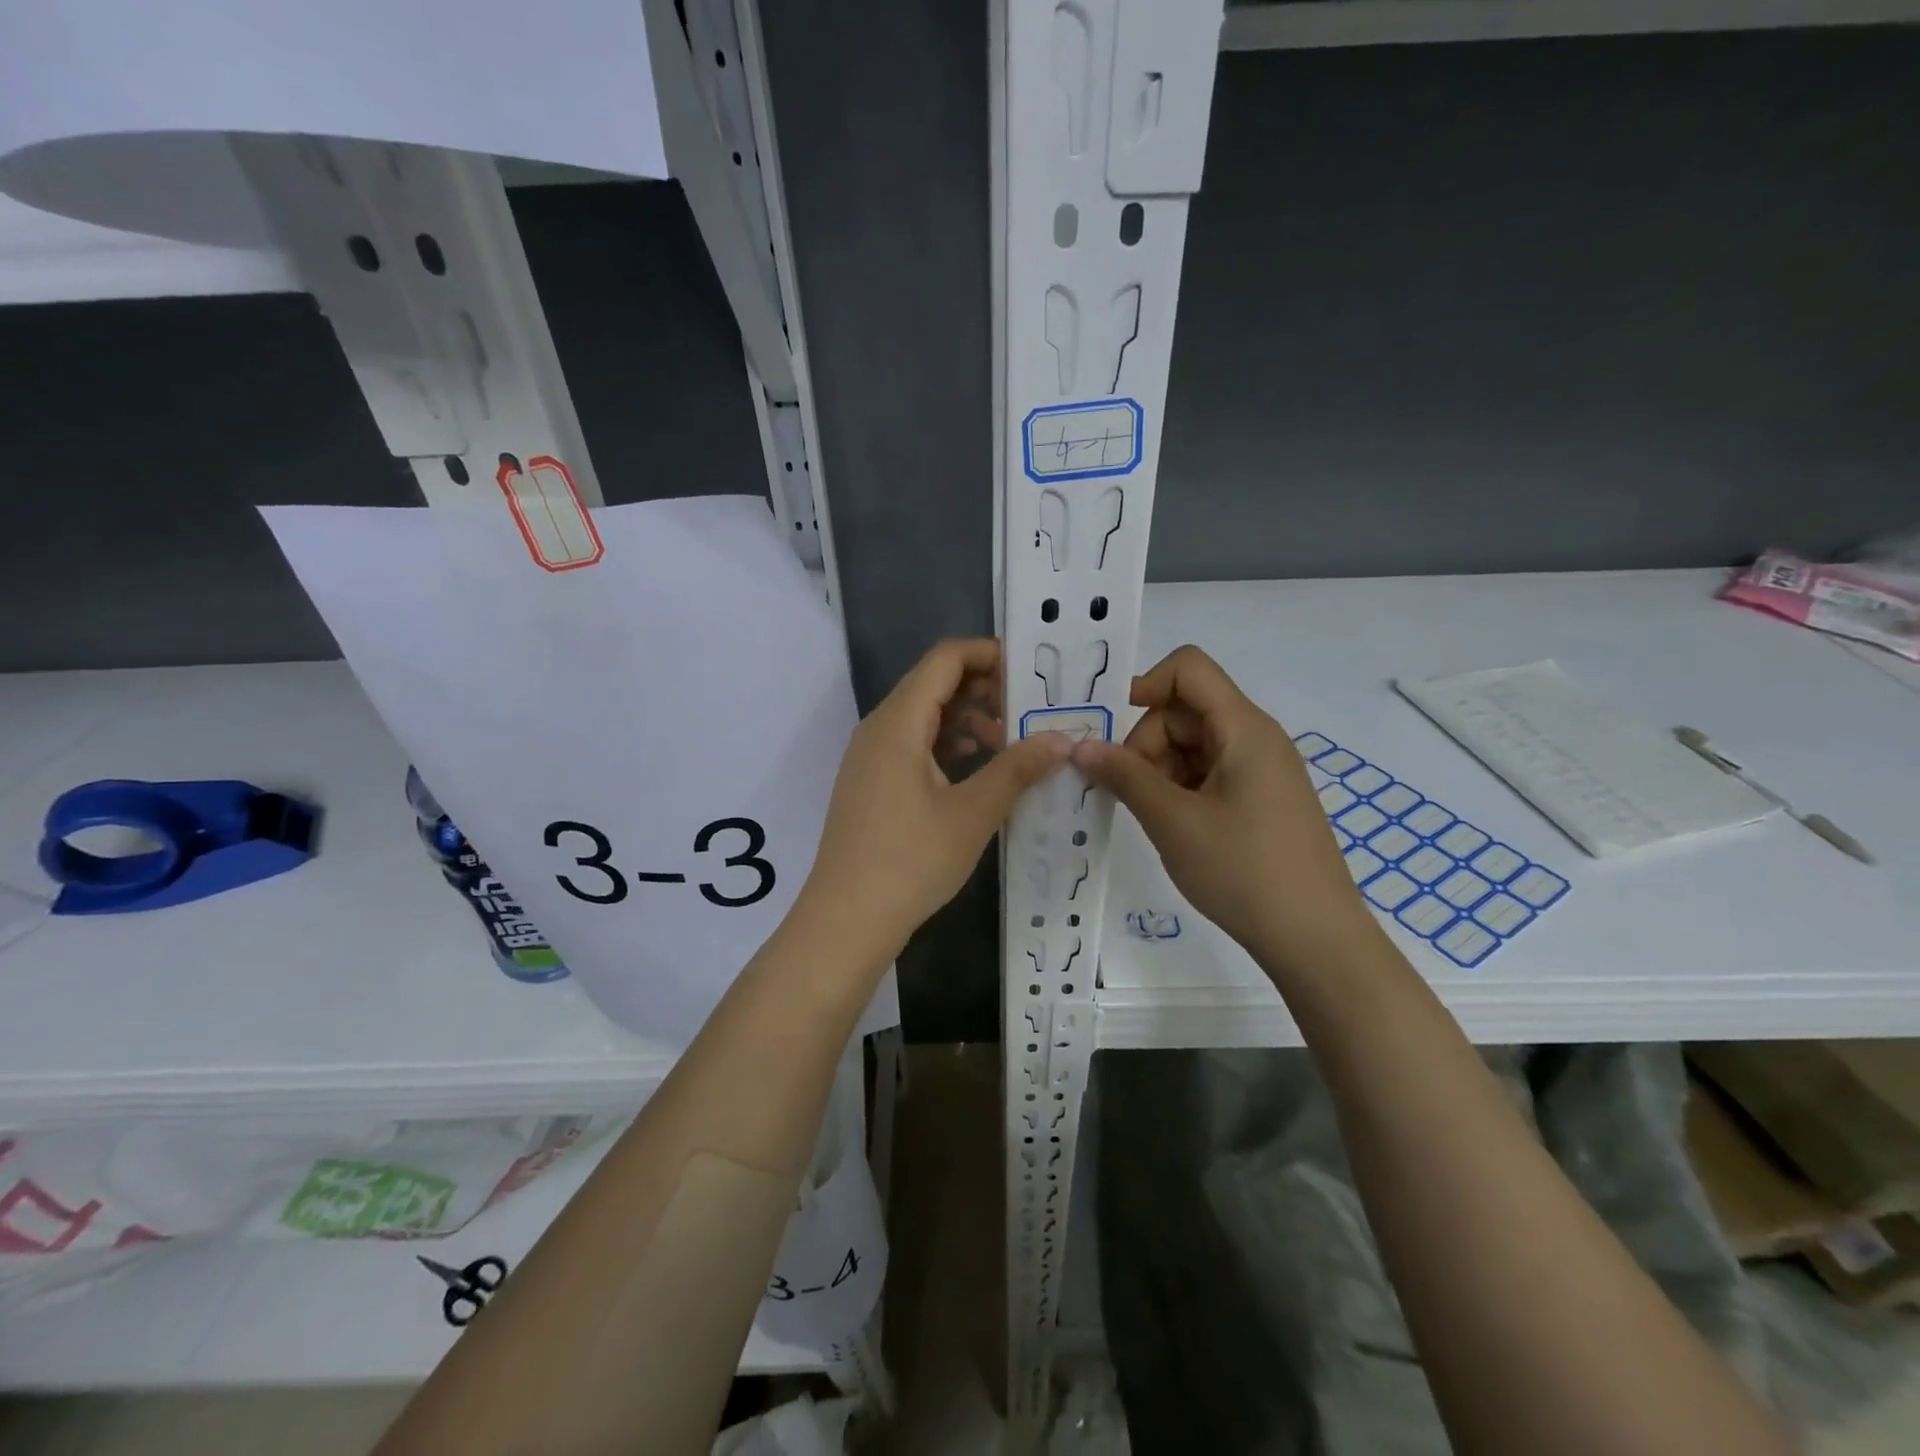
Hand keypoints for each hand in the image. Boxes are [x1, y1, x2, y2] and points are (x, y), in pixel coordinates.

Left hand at [797, 639, 1070, 965]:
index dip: (990, 654)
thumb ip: (1017, 769)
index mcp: (898, 722)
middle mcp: (880, 728)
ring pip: (925, 716)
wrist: (846, 920)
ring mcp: (871, 757)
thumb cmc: (910, 861)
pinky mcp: (873, 783)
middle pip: (935, 683)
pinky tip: (978, 770)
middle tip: (1033, 711)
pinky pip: (914, 745)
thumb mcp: (973, 813)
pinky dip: (948, 746)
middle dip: (985, 688)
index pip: (945, 658)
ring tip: (1012, 744)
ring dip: (969, 720)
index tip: (1033, 672)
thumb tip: (1062, 739)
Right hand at [1071, 645, 1378, 982]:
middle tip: (1124, 790)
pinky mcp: (1261, 799)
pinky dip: (1180, 788)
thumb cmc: (1243, 871)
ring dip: (1159, 769)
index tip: (1112, 732)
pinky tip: (1170, 825)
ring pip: (1194, 744)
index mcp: (1243, 728)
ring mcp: (1261, 770)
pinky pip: (1210, 773)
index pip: (1188, 668)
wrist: (1315, 939)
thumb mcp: (1173, 821)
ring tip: (1148, 815)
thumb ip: (1124, 776)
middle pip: (1186, 710)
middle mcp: (1256, 738)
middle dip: (1146, 742)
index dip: (1144, 685)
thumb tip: (1080, 746)